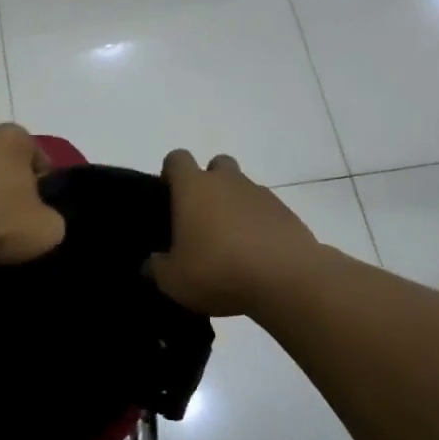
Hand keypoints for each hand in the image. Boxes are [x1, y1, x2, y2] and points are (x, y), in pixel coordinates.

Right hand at [148, 150, 323, 316]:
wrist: (287, 280)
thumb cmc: (218, 271)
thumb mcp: (174, 280)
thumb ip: (157, 268)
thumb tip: (151, 263)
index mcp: (194, 187)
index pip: (177, 159)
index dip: (171, 173)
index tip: (169, 197)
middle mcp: (227, 181)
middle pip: (216, 164)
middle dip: (209, 183)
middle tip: (202, 218)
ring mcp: (261, 194)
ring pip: (243, 187)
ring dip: (235, 205)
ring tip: (231, 243)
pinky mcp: (287, 213)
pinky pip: (266, 210)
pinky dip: (259, 224)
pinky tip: (256, 254)